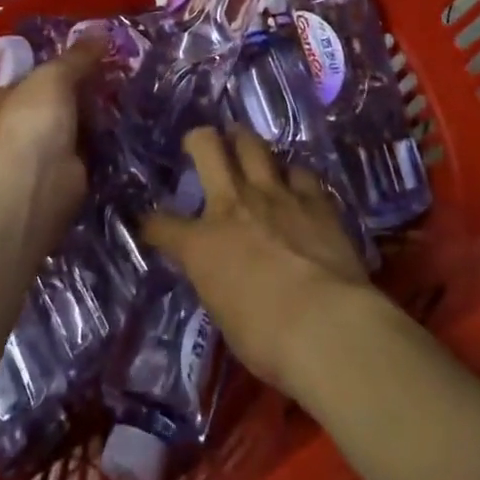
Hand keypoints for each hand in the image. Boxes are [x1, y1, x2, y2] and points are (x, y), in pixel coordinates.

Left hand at [0, 39, 104, 234]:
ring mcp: (32, 155)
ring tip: (120, 94)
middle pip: (45, 102)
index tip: (78, 56)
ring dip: (88, 117)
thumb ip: (78, 55)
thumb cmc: (32, 117)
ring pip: (66, 126)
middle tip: (107, 73)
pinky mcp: (58, 175)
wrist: (38, 181)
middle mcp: (6, 127)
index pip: (18, 76)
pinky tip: (121, 125)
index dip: (45, 66)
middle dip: (74, 91)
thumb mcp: (55, 74)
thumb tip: (102, 31)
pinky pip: (82, 150)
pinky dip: (98, 141)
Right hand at [143, 126, 374, 393]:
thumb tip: (222, 277)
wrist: (327, 326)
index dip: (152, 224)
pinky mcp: (316, 201)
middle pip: (207, 147)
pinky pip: (300, 172)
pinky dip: (293, 176)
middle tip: (202, 142)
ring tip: (245, 146)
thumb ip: (218, 284)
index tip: (152, 226)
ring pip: (253, 146)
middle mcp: (234, 205)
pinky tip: (295, 184)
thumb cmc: (267, 340)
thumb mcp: (225, 316)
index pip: (161, 224)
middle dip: (199, 139)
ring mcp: (276, 196)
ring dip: (246, 144)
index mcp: (202, 243)